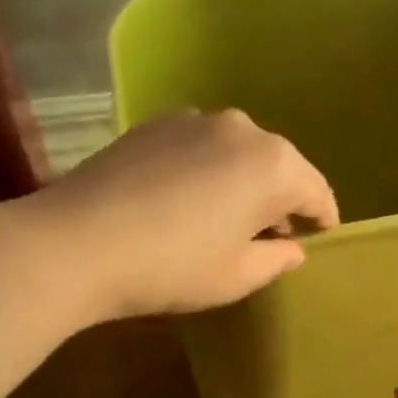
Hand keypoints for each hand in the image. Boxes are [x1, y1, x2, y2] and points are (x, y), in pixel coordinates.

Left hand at [29, 110, 339, 320]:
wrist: (75, 243)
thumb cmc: (171, 267)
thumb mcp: (236, 277)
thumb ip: (276, 259)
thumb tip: (291, 247)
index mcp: (274, 165)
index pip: (316, 192)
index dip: (322, 220)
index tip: (319, 239)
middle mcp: (242, 129)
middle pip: (278, 167)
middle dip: (281, 200)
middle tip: (271, 237)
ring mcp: (195, 120)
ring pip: (238, 153)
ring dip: (242, 182)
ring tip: (225, 218)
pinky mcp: (155, 124)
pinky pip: (201, 147)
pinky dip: (207, 170)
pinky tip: (185, 201)